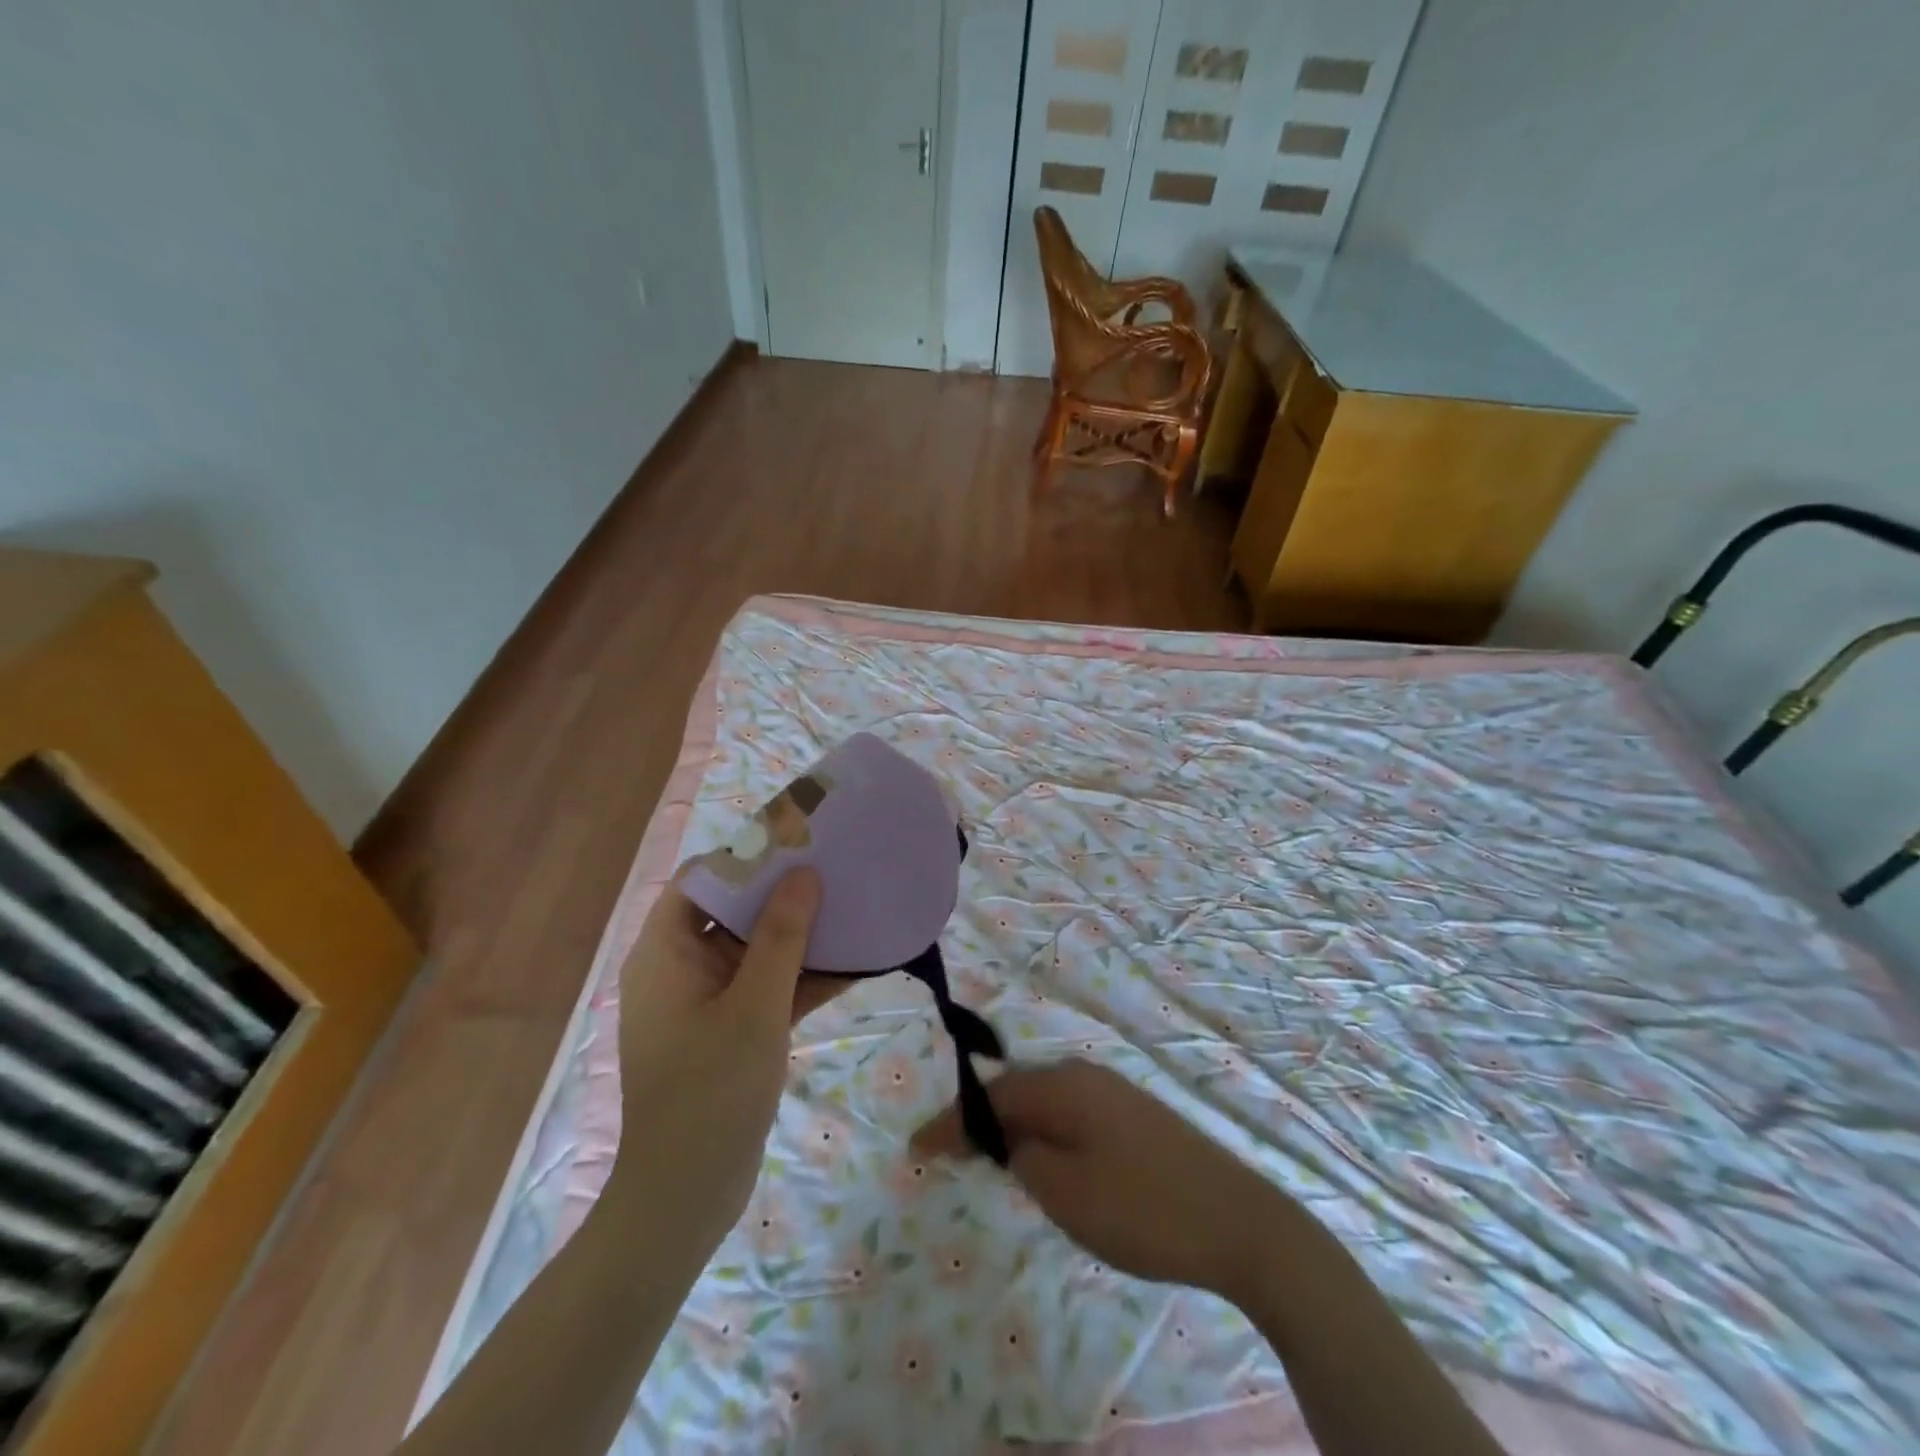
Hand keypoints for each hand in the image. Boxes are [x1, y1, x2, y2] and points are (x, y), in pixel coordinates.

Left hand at [610, 868, 820, 1253]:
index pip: (702, 879)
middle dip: (784, 892)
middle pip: (733, 910)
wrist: (686, 1199)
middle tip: (837, 869)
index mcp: (665, 951)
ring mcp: (708, 1001)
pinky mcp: (731, 1031)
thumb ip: (781, 936)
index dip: (747, 856)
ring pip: (757, 950)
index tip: (798, 843)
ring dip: (802, 935)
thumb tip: (804, 873)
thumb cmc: (710, 1091)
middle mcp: (681, 968)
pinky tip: (857, 965)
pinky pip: (770, 988)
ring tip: (854, 907)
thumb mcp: (755, 1006)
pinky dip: (805, 978)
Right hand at [913, 1059, 1280, 1300]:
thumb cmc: (1142, 1208)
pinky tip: (1047, 1162)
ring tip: (989, 1160)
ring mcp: (1115, 1092)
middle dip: (980, 1122)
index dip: (951, 1122)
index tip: (915, 1149)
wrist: (1240, 1221)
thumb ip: (1023, 1157)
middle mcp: (1085, 1075)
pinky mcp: (1135, 1115)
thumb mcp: (1065, 1192)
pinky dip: (1045, 1133)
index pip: (991, 1096)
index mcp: (1063, 1085)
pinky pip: (1071, 1114)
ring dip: (1013, 1128)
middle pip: (1017, 1091)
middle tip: (948, 1155)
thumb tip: (1009, 1139)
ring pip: (1045, 1102)